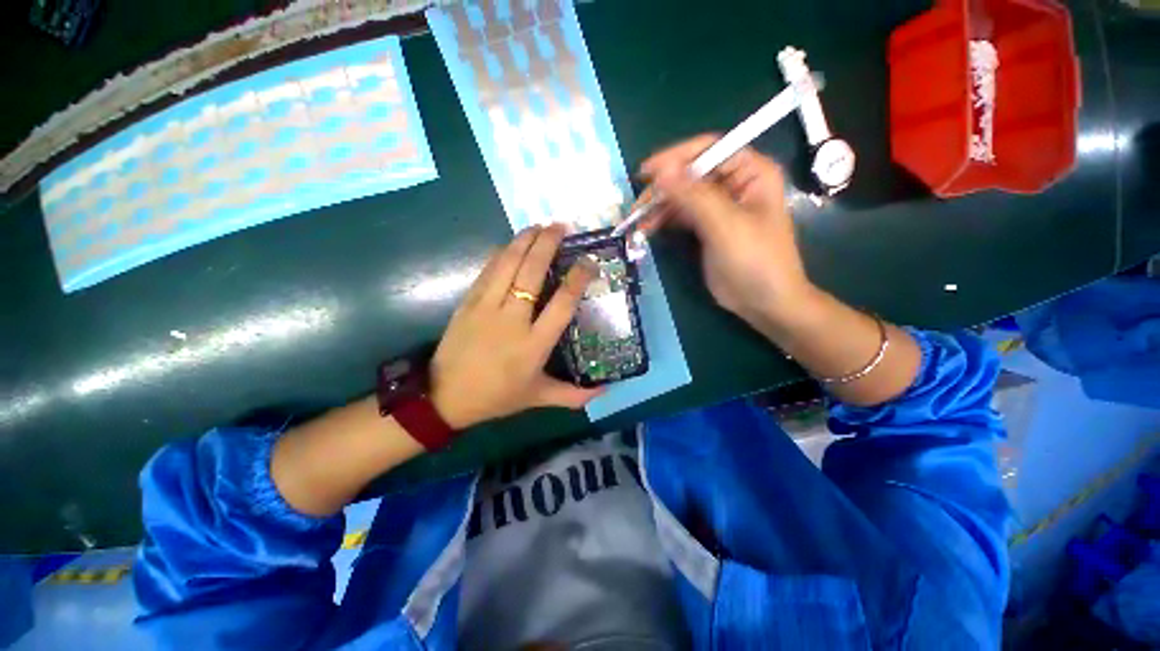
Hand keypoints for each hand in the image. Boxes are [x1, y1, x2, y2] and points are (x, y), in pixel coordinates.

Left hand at [429, 225, 601, 429]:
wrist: (445, 397)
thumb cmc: (497, 396)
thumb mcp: (537, 397)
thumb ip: (573, 396)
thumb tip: (605, 392)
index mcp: (534, 344)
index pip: (562, 303)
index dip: (578, 278)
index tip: (589, 261)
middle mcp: (512, 319)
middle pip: (532, 272)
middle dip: (548, 244)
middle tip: (561, 226)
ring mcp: (486, 307)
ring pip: (507, 264)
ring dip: (524, 241)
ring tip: (539, 225)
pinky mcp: (468, 302)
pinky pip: (488, 270)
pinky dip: (502, 253)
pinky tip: (512, 244)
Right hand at [639, 135, 816, 329]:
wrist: (764, 302)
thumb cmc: (755, 260)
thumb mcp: (725, 225)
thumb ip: (694, 196)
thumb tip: (661, 171)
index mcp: (750, 172)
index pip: (709, 150)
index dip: (676, 158)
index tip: (646, 173)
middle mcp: (734, 183)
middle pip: (691, 174)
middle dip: (663, 188)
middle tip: (637, 206)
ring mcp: (719, 206)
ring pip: (682, 196)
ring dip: (659, 206)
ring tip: (638, 221)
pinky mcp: (707, 227)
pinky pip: (681, 215)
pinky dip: (664, 220)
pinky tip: (648, 228)